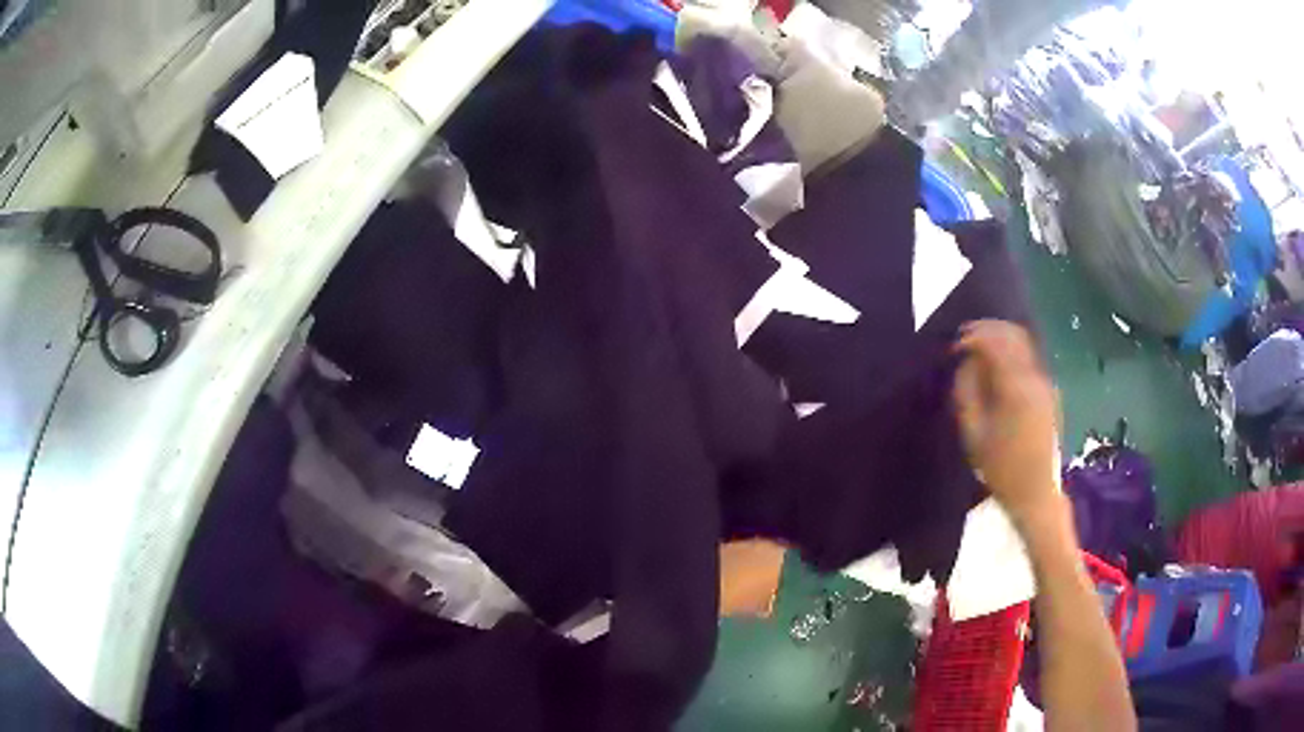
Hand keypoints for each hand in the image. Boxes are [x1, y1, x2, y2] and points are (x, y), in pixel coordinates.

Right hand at [952, 320, 1060, 524]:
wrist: (1034, 492)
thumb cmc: (1000, 468)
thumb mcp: (973, 433)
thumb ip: (967, 391)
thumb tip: (966, 362)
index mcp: (1016, 387)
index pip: (994, 343)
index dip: (972, 337)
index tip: (954, 346)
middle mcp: (1035, 377)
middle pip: (1013, 335)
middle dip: (987, 329)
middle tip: (964, 337)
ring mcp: (1045, 383)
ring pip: (1024, 343)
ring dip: (1000, 338)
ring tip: (978, 347)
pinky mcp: (1049, 392)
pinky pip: (1030, 358)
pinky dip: (1012, 351)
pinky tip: (998, 364)